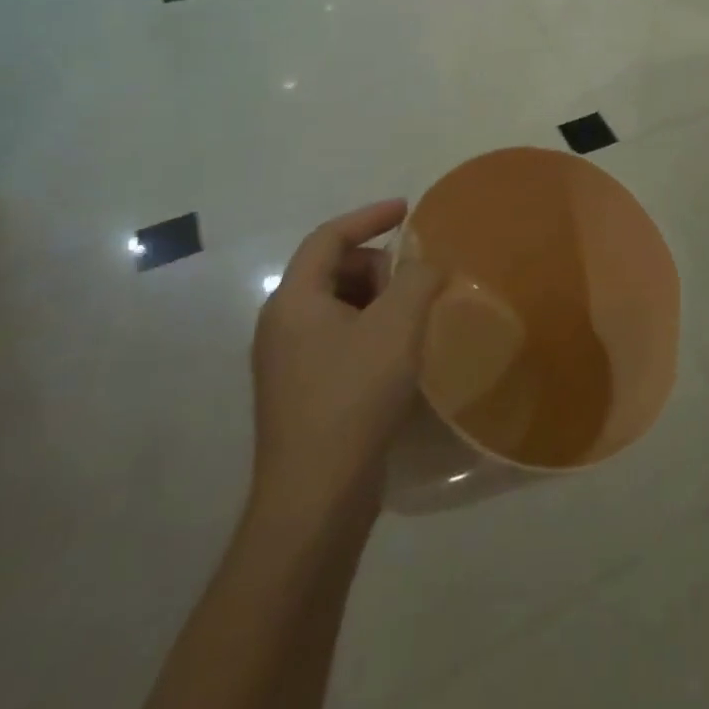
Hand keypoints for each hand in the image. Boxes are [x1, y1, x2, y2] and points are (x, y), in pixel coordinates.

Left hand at [250, 200, 441, 522]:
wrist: (315, 498)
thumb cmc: (353, 397)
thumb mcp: (397, 326)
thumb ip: (417, 279)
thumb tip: (427, 264)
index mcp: (294, 300)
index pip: (328, 237)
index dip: (369, 216)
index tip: (408, 210)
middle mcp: (281, 325)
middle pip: (333, 270)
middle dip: (379, 267)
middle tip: (415, 287)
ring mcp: (287, 362)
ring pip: (338, 306)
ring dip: (378, 301)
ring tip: (412, 323)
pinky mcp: (301, 392)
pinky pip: (338, 338)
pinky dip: (370, 330)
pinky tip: (398, 357)